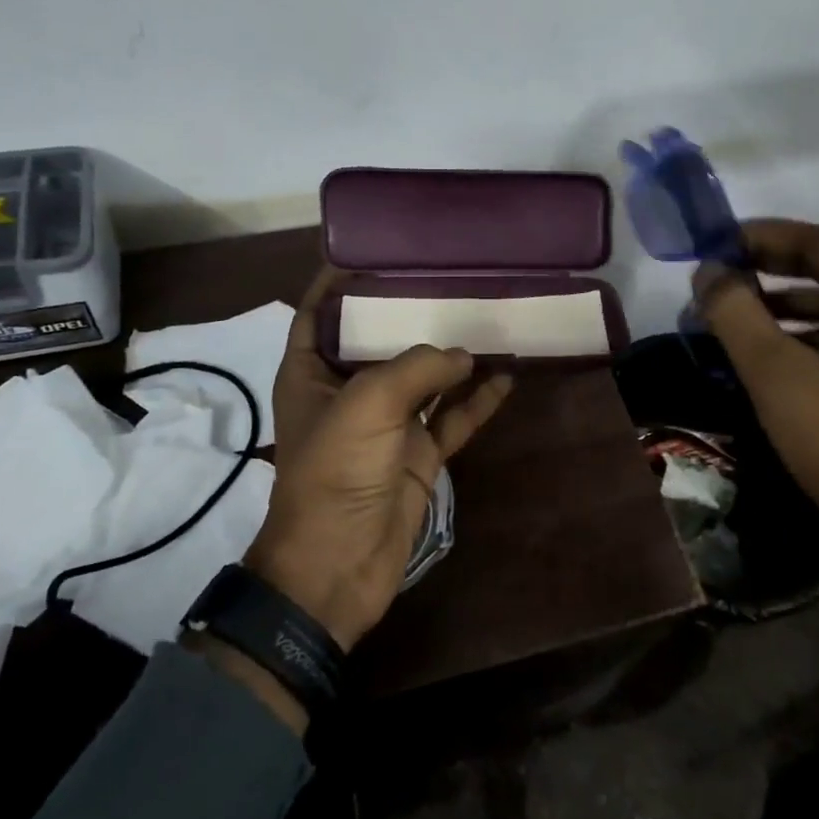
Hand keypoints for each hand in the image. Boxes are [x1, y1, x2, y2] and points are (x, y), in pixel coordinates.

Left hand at [246, 270, 515, 651]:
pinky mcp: (418, 456)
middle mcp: (346, 393)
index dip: (337, 282)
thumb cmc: (335, 472)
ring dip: (452, 355)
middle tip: (447, 275)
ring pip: (423, 379)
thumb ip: (417, 368)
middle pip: (378, 341)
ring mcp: (386, 426)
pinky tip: (508, 376)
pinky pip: (452, 419)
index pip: (317, 314)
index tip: (375, 252)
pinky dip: (477, 401)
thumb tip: (464, 355)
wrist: (339, 566)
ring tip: (485, 317)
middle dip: (408, 311)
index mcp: (311, 374)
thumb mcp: (368, 404)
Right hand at [694, 221, 818, 644]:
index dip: (762, 236)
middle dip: (768, 273)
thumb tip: (708, 272)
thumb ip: (735, 314)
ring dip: (782, 309)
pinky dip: (805, 340)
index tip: (715, 242)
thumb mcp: (777, 375)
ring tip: (731, 321)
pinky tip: (769, 361)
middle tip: (716, 281)